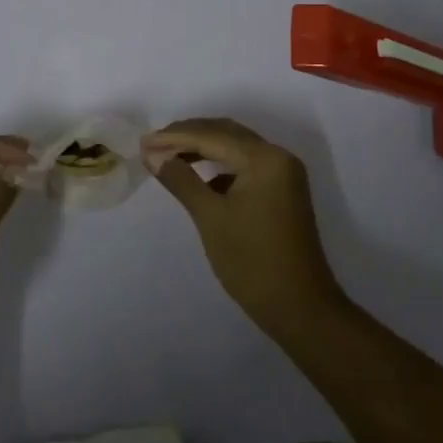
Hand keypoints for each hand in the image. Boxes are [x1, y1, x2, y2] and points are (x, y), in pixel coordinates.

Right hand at [143, 118, 347, 335]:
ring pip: (235, 148)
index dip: (174, 137)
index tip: (142, 142)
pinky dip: (219, 166)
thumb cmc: (252, 261)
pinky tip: (198, 178)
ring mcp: (283, 174)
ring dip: (202, 149)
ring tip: (168, 157)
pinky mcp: (281, 192)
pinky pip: (245, 166)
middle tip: (152, 144)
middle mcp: (278, 157)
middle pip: (226, 134)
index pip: (212, 136)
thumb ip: (181, 179)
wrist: (300, 308)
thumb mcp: (211, 217)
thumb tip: (152, 154)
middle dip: (188, 136)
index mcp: (265, 158)